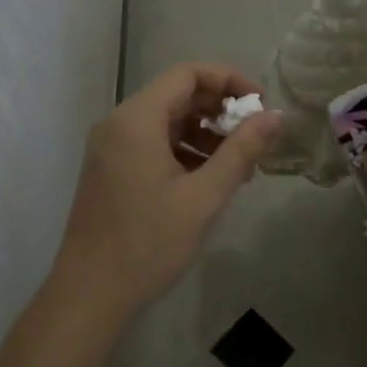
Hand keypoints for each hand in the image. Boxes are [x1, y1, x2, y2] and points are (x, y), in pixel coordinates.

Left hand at [55, 63, 281, 323]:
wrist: (90, 293)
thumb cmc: (148, 243)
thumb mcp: (203, 197)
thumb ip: (241, 151)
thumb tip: (276, 116)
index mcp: (137, 119)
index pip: (187, 73)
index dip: (229, 80)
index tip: (261, 104)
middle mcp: (119, 122)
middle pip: (176, 94)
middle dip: (219, 110)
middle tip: (254, 137)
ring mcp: (110, 145)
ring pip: (166, 120)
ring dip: (204, 133)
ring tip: (239, 165)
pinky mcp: (110, 167)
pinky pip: (152, 142)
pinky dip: (183, 149)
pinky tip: (208, 178)